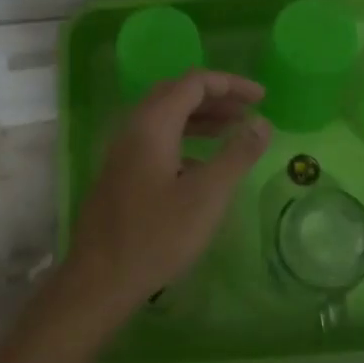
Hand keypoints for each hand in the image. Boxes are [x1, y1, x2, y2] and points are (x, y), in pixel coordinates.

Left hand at [65, 70, 271, 308]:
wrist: (101, 279)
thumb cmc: (157, 235)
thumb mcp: (207, 195)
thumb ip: (237, 154)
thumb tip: (262, 123)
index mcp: (152, 124)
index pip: (194, 83)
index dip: (231, 84)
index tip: (263, 99)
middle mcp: (133, 129)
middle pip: (176, 94)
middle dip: (215, 98)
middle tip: (248, 112)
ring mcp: (122, 152)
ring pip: (164, 118)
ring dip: (200, 118)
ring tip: (232, 131)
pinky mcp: (120, 174)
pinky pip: (155, 141)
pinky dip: (184, 140)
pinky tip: (201, 165)